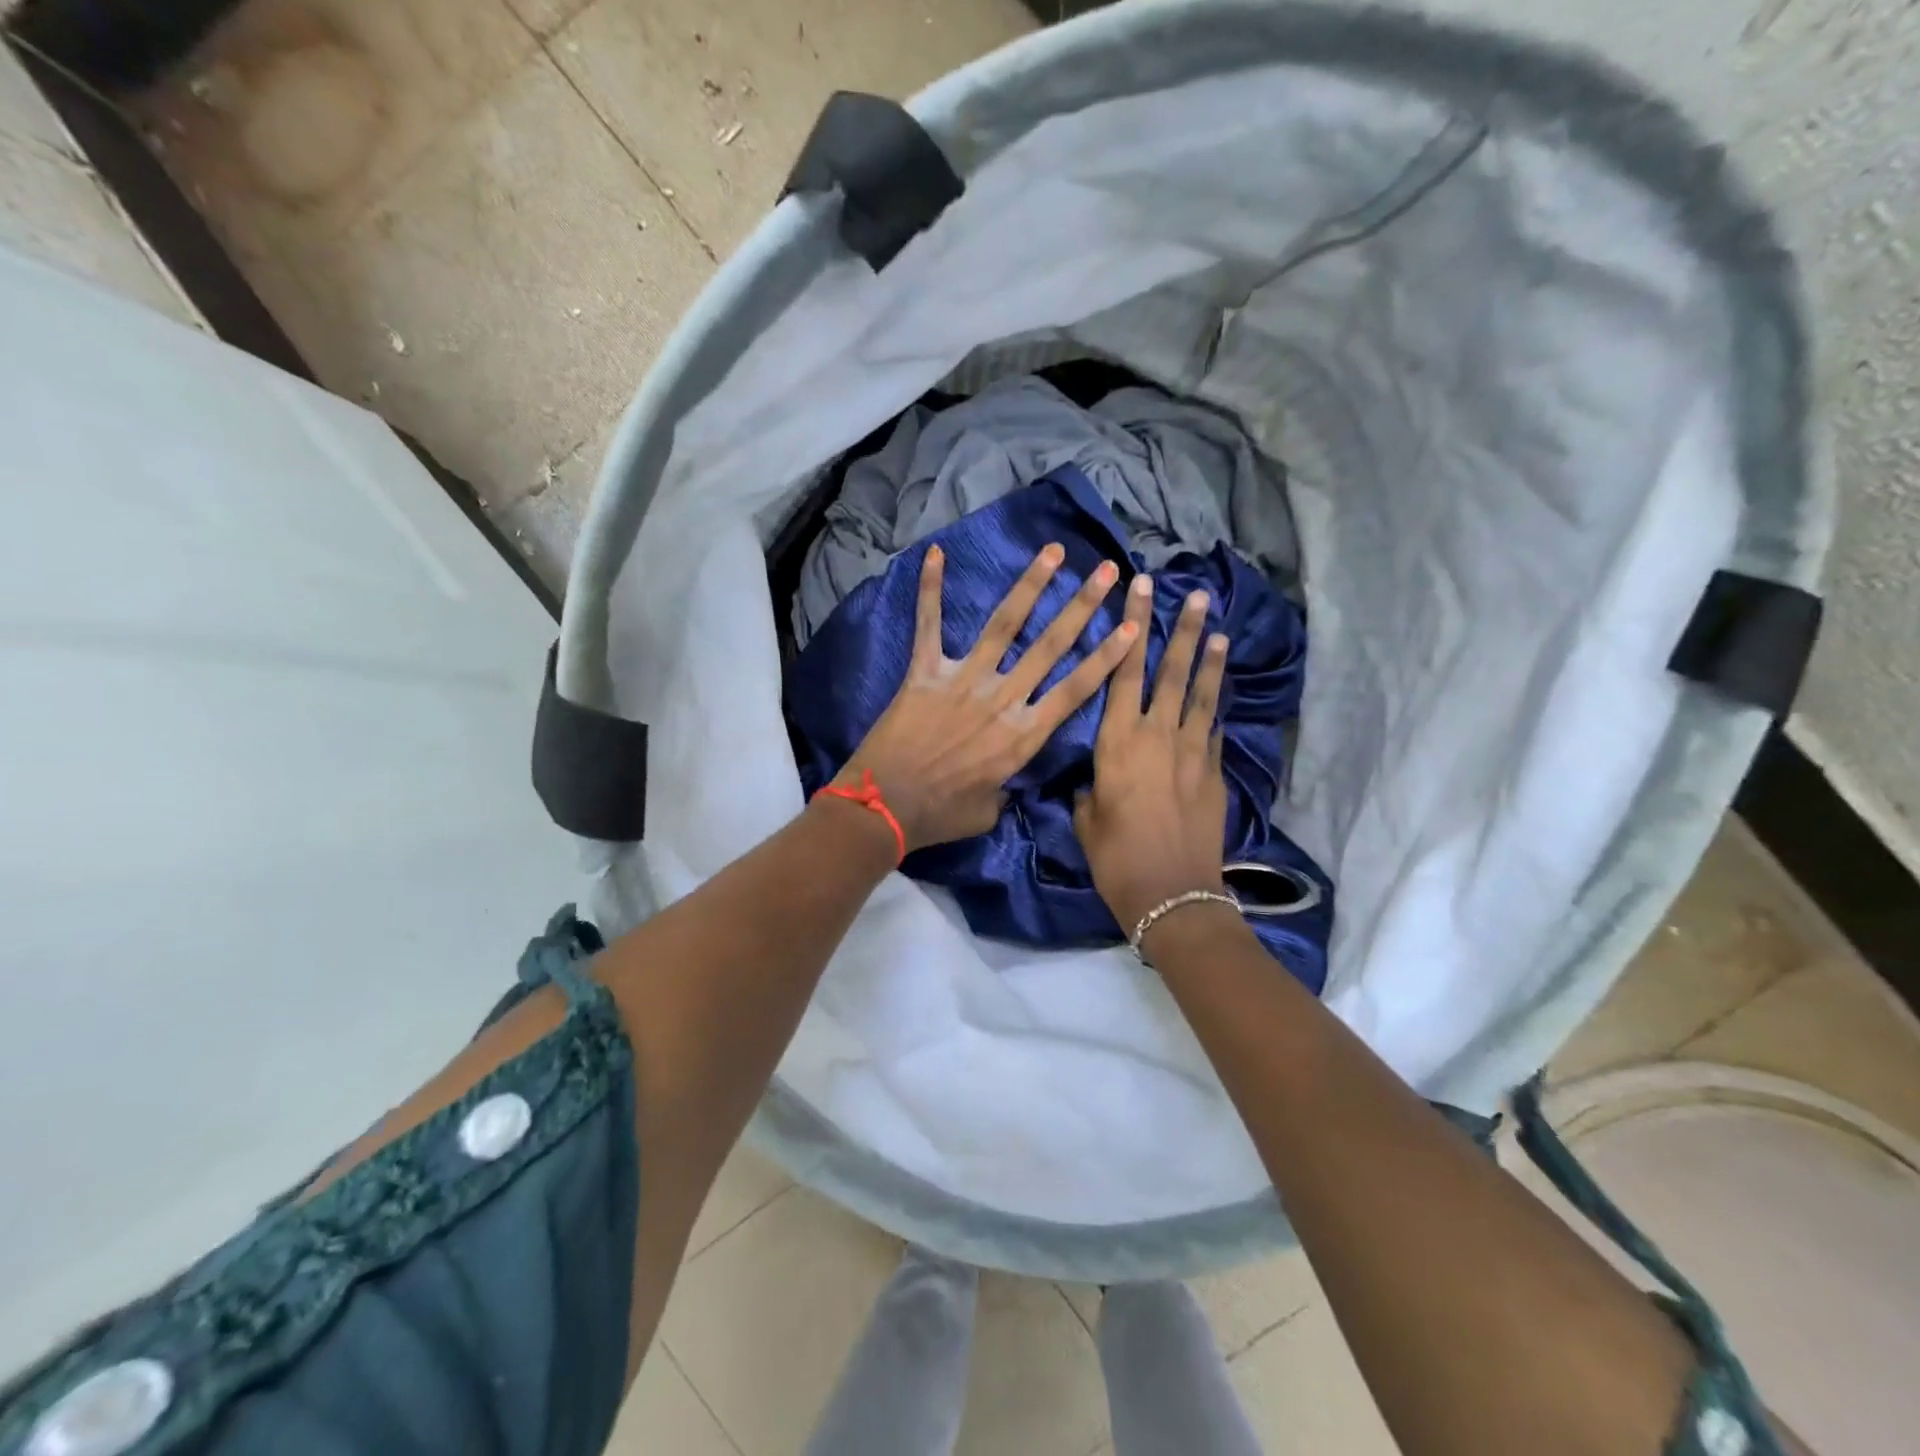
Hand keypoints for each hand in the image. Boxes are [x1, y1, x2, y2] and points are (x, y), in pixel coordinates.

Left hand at [839, 542, 1137, 851]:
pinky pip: (929, 625)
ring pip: (1004, 624)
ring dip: (1031, 584)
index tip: (1133, 626)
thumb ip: (1006, 787)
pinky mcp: (925, 673)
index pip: (1076, 689)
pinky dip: (930, 589)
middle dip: (1083, 606)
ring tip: (1054, 550)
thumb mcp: (990, 811)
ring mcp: (963, 680)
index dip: (1107, 657)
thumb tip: (1005, 777)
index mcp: (1023, 736)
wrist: (885, 807)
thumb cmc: (941, 815)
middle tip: (1108, 571)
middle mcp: (1001, 698)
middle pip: (1050, 646)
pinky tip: (936, 553)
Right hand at [1074, 576, 1230, 931]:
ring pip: (1201, 694)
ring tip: (1215, 626)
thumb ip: (1089, 790)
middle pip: (1169, 671)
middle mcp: (1158, 735)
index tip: (1140, 592)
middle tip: (1190, 593)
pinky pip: (1214, 729)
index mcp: (1118, 741)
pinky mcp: (1215, 773)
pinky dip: (1214, 706)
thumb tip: (1094, 781)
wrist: (1173, 894)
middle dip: (1179, 629)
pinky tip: (1217, 692)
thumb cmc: (1116, 858)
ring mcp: (1193, 752)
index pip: (1123, 671)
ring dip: (1208, 658)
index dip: (1132, 628)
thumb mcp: (1086, 820)